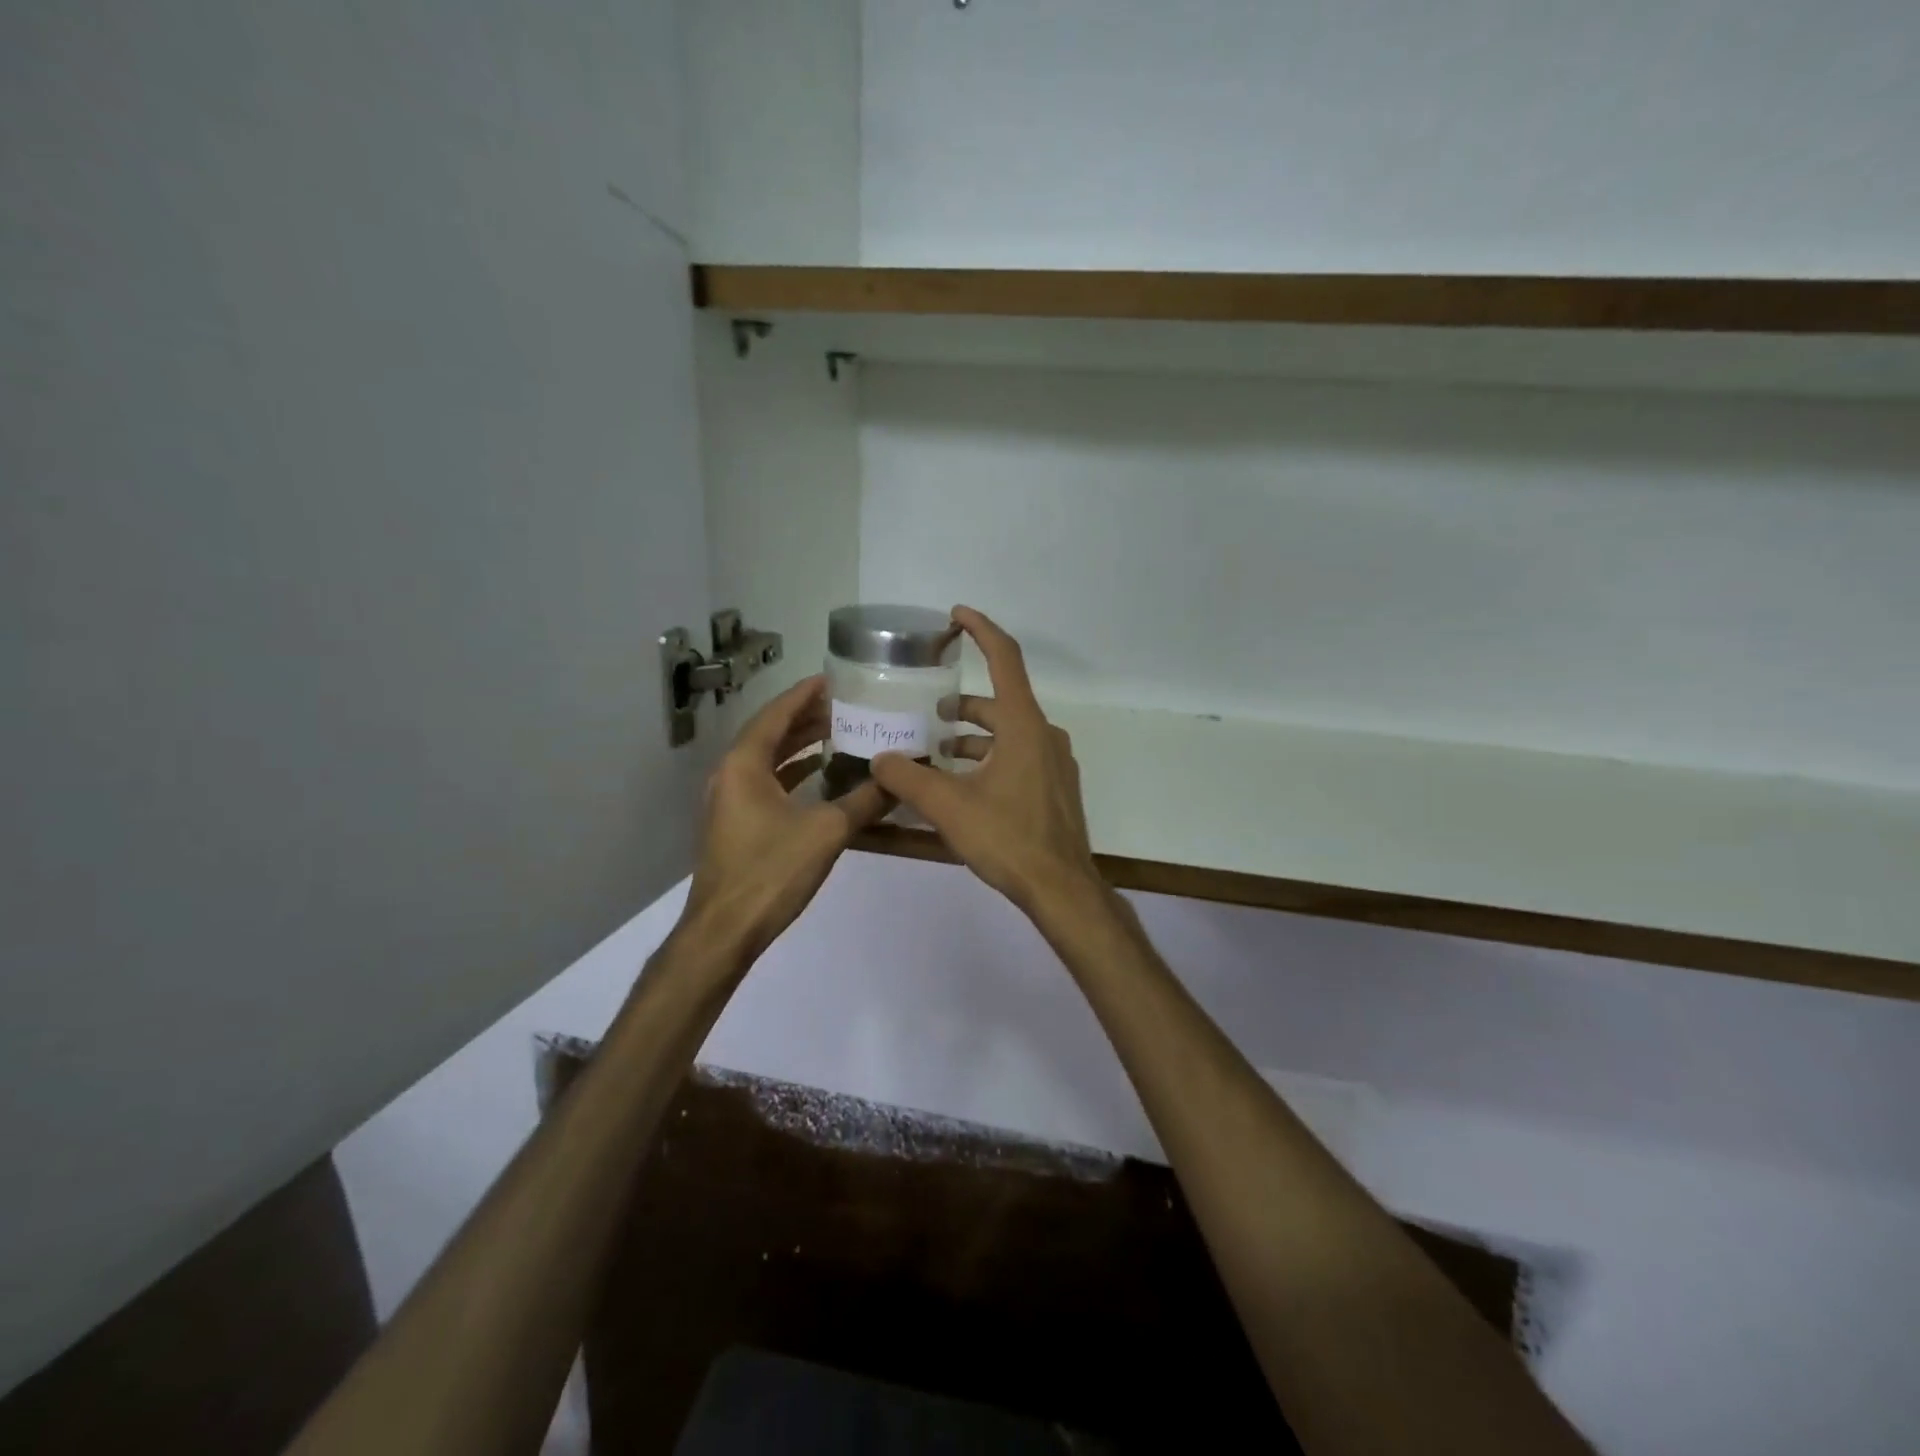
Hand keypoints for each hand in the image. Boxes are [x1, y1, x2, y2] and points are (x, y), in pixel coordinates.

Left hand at [682, 674, 889, 958]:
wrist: (725, 930)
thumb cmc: (771, 872)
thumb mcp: (827, 832)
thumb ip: (864, 801)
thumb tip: (899, 779)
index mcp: (744, 764)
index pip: (776, 714)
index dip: (805, 694)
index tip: (834, 678)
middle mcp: (730, 774)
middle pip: (770, 733)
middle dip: (807, 718)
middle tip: (846, 706)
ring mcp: (729, 800)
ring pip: (767, 759)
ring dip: (800, 745)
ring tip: (839, 733)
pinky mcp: (735, 823)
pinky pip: (765, 782)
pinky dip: (792, 772)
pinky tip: (820, 776)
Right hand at [870, 607, 1103, 918]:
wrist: (1061, 887)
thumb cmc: (1008, 838)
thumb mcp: (949, 807)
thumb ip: (908, 779)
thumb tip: (878, 759)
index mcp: (1023, 725)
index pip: (1004, 658)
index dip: (980, 630)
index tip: (956, 615)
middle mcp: (1044, 734)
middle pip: (1000, 701)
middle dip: (962, 704)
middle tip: (927, 714)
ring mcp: (1054, 762)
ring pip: (1008, 733)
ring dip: (973, 737)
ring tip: (936, 753)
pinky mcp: (1055, 787)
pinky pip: (1018, 757)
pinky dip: (990, 759)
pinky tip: (964, 785)